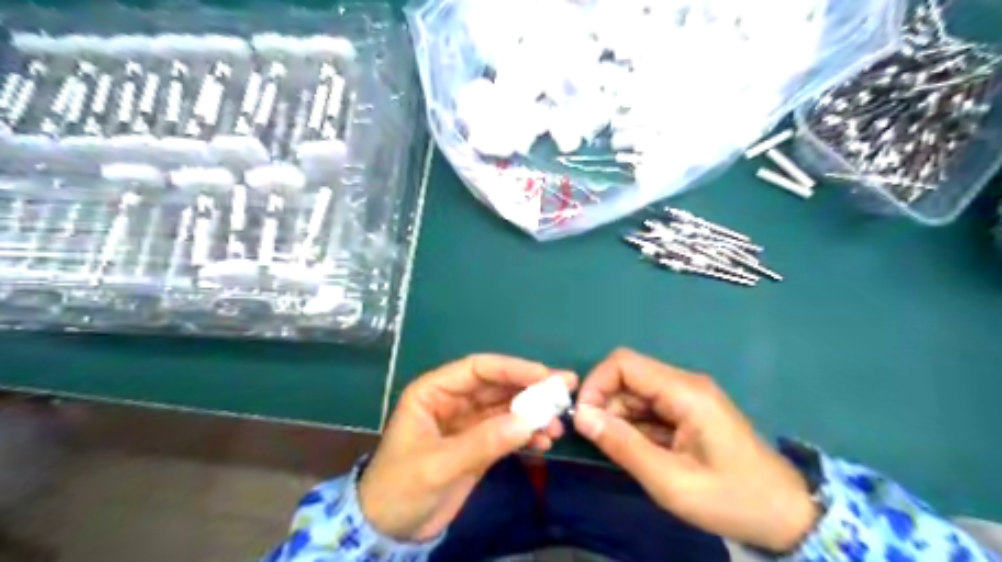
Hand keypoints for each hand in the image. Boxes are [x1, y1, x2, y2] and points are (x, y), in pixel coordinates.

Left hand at [356, 355, 574, 543]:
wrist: (390, 531)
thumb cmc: (400, 489)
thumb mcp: (438, 465)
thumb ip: (482, 442)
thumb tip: (529, 422)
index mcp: (434, 392)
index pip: (478, 369)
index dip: (513, 369)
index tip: (545, 376)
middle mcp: (453, 401)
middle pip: (497, 386)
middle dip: (531, 389)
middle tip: (565, 393)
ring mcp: (468, 423)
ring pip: (506, 408)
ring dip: (533, 414)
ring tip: (557, 426)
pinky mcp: (479, 444)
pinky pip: (508, 432)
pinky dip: (526, 434)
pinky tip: (544, 442)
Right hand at [572, 348, 812, 550]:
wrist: (786, 516)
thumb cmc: (731, 499)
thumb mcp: (671, 481)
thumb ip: (623, 446)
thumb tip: (581, 417)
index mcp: (685, 392)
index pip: (624, 364)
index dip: (596, 384)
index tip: (584, 419)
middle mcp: (684, 384)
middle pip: (628, 377)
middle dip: (605, 404)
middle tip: (602, 443)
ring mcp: (687, 397)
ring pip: (635, 393)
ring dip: (619, 418)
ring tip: (624, 453)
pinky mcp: (688, 411)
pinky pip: (648, 408)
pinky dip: (634, 426)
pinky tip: (641, 452)